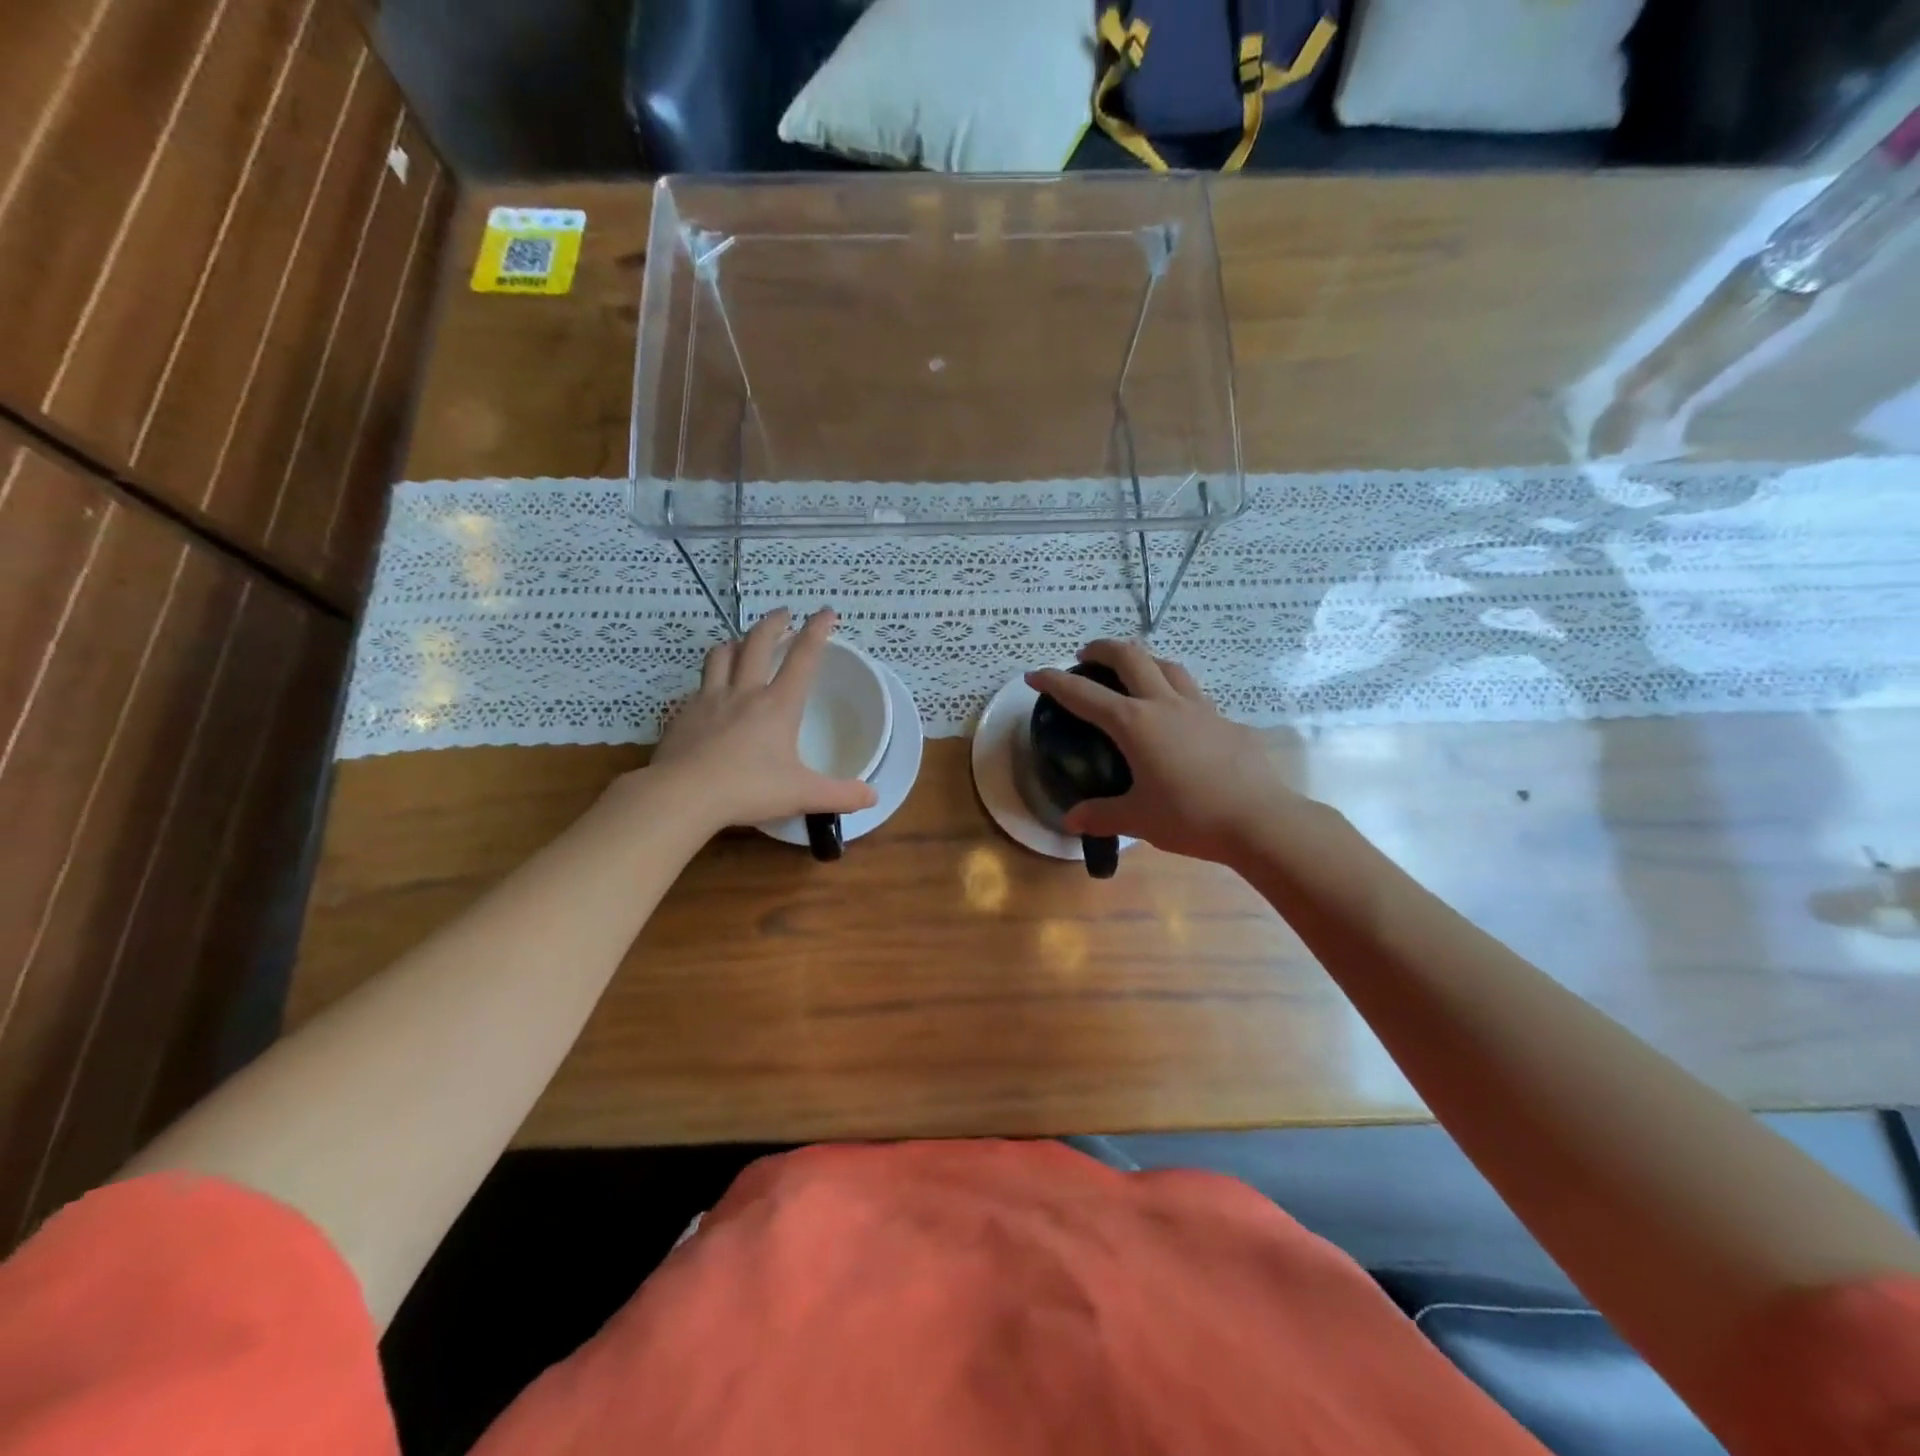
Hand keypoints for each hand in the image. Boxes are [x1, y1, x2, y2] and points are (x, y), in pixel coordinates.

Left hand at [649, 608, 878, 829]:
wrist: (682, 795)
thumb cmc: (748, 789)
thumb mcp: (802, 795)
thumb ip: (840, 795)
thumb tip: (873, 797)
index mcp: (778, 705)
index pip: (803, 657)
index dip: (817, 631)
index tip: (826, 612)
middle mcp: (744, 692)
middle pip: (758, 643)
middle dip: (773, 623)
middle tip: (783, 613)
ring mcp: (709, 699)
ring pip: (721, 655)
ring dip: (736, 643)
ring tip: (742, 643)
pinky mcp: (683, 714)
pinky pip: (698, 686)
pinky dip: (709, 680)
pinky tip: (709, 692)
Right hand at [1026, 641, 1306, 866]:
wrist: (1260, 820)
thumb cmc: (1190, 816)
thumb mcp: (1137, 818)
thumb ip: (1101, 815)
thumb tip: (1072, 822)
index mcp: (1135, 723)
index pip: (1084, 695)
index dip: (1055, 682)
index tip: (1035, 675)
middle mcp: (1165, 705)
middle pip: (1131, 657)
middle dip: (1103, 649)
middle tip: (1086, 656)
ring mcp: (1200, 708)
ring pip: (1168, 666)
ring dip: (1144, 661)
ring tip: (1133, 673)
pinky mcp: (1226, 721)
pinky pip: (1195, 695)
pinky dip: (1175, 692)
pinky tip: (1177, 718)